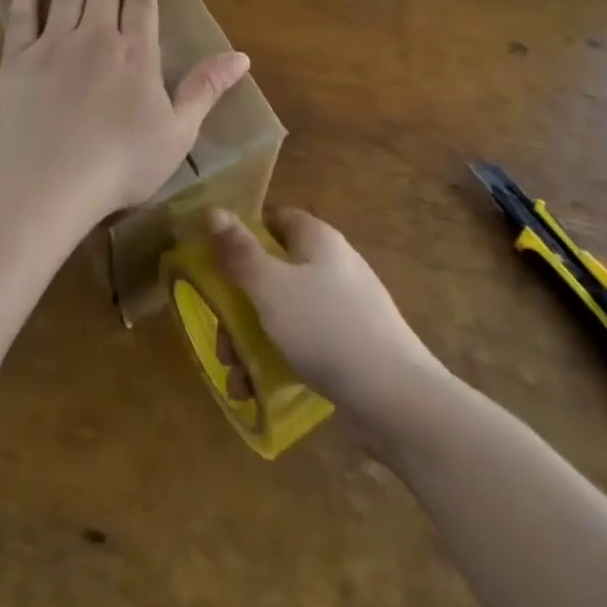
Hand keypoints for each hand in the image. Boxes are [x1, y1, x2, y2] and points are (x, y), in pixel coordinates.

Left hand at [0, 0, 250, 223]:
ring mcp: (53, 47)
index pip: (140, 3)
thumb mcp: (178, 132)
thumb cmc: (122, 163)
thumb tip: (241, 56)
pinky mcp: (17, 62)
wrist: (49, 183)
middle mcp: (96, 39)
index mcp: (136, 55)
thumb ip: (205, 89)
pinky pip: (21, 18)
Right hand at [207, 208, 443, 426]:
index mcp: (317, 239)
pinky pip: (304, 341)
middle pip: (274, 271)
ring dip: (252, 341)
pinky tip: (256, 391)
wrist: (394, 396)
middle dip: (240, 305)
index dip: (244, 236)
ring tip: (236, 377)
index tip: (217, 265)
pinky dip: (278, 360)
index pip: (276, 219)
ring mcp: (344, 305)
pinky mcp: (350, 344)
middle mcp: (332, 264)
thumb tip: (212, 210)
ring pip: (284, 311)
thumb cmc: (325, 328)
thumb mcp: (271, 287)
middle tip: (222, 339)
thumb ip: (239, 252)